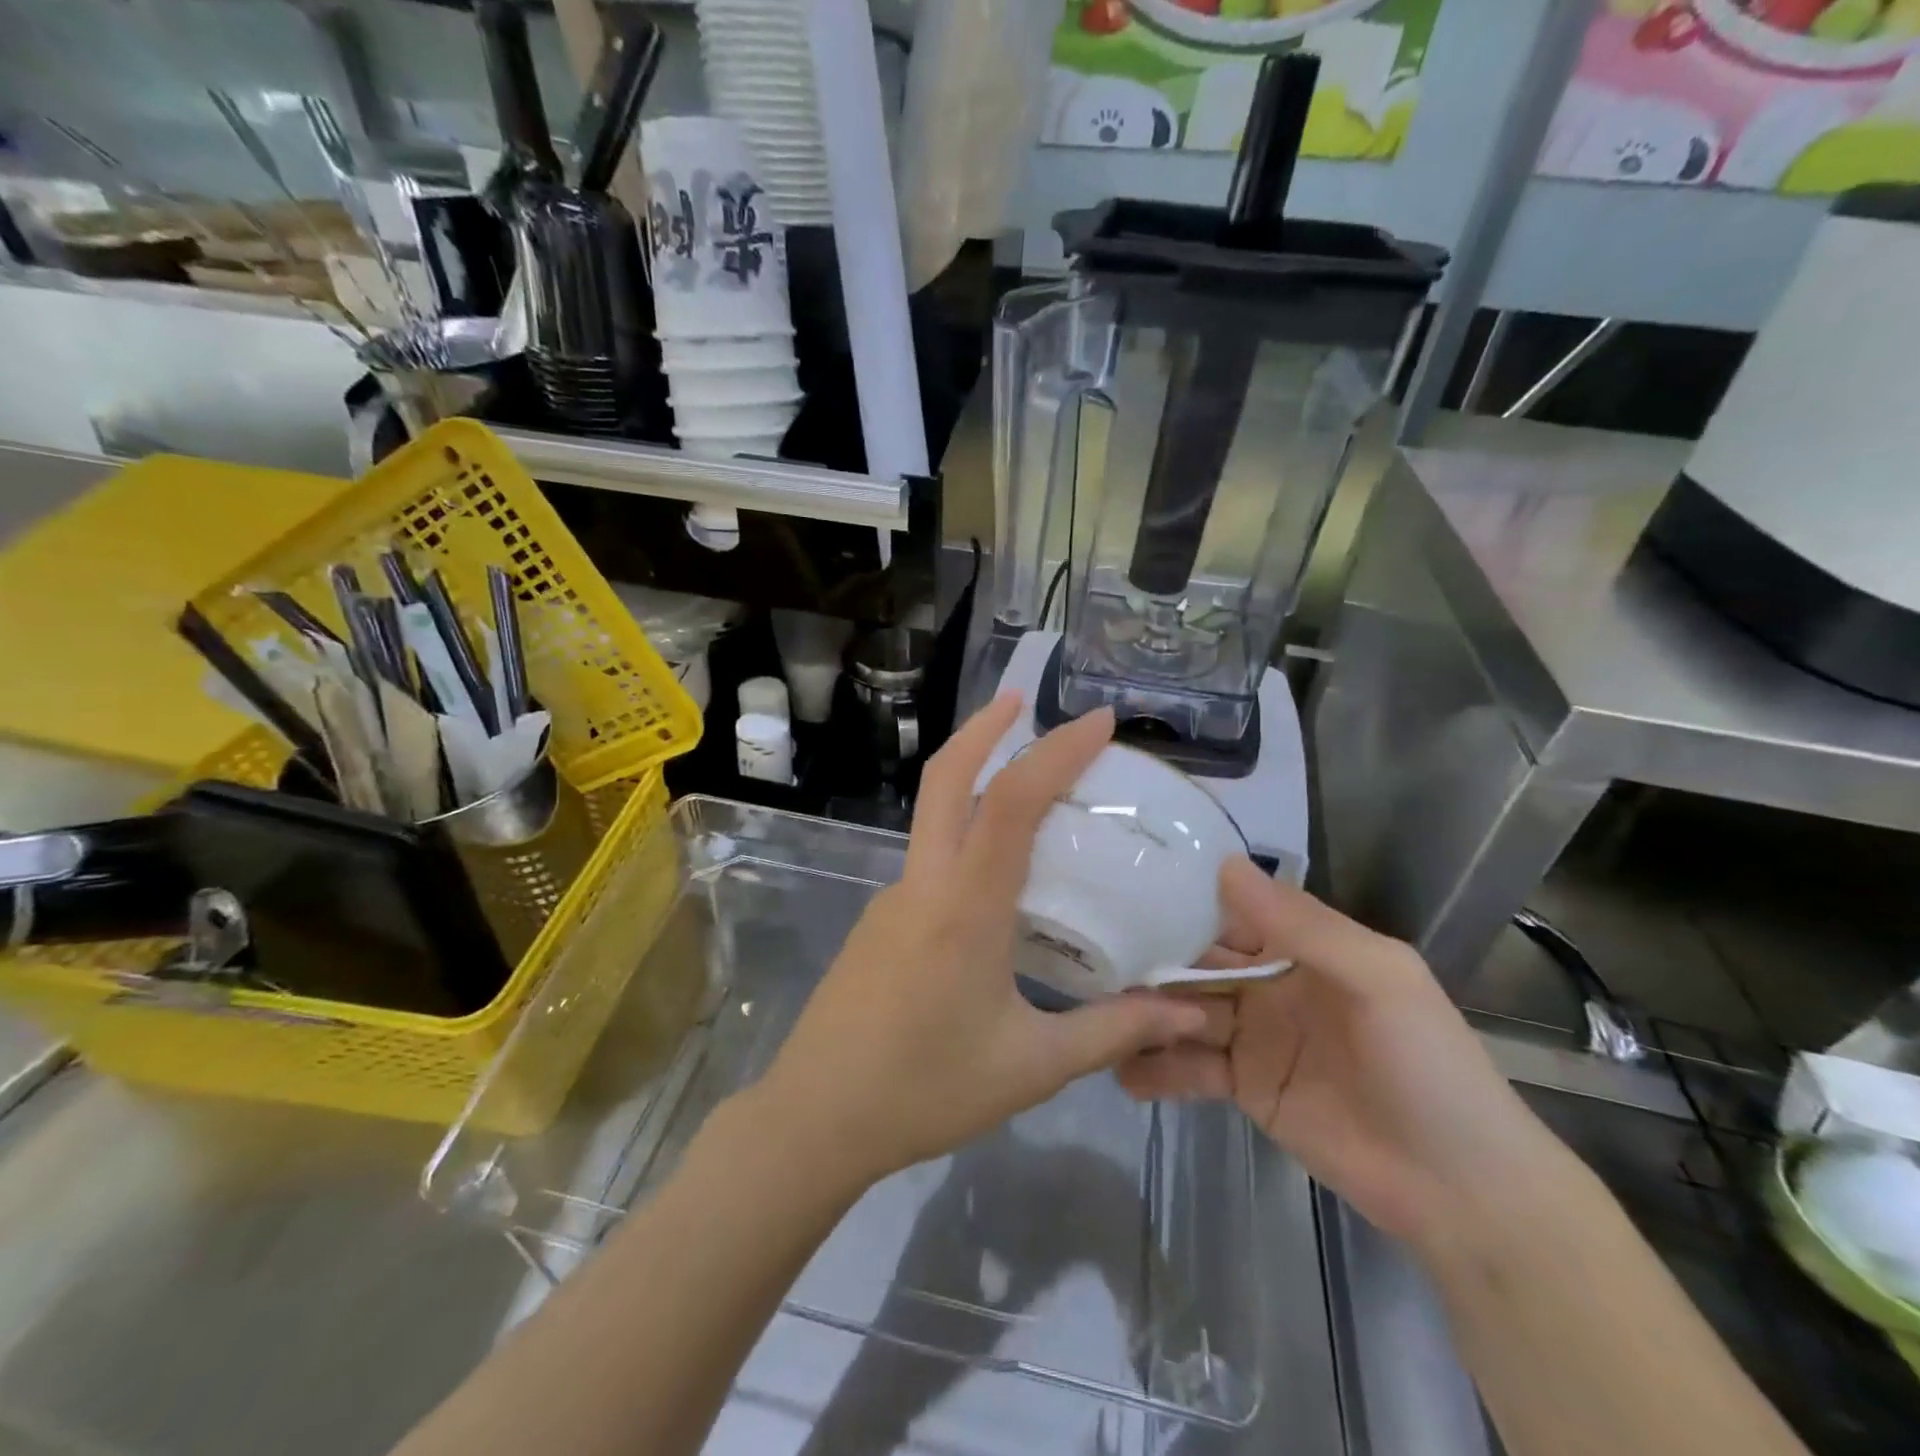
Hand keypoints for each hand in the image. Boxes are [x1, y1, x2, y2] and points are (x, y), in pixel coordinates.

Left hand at [753, 695, 1211, 1192]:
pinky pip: (930, 858)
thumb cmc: (926, 1090)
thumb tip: (1188, 1015)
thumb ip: (1114, 1032)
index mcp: (965, 906)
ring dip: (973, 779)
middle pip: (946, 777)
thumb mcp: (1032, 1065)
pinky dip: (965, 834)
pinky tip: (998, 876)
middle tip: (1024, 700)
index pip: (1011, 801)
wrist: (816, 1117)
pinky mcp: (880, 919)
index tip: (1099, 720)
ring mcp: (893, 897)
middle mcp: (924, 883)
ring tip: (1031, 786)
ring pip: (933, 814)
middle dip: (985, 727)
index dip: (1056, 751)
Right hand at [1118, 861, 1560, 1248]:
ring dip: (1146, 1012)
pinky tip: (1121, 1071)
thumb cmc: (1428, 1067)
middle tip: (1093, 956)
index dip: (1184, 902)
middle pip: (1200, 962)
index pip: (1232, 913)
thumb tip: (1224, 865)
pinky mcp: (1244, 1088)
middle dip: (1153, 959)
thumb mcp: (1378, 979)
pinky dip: (1157, 1069)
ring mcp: (1255, 1037)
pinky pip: (1191, 1069)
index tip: (1127, 889)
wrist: (1463, 1192)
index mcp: (1305, 948)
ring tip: (1098, 1014)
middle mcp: (1272, 983)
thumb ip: (1302, 925)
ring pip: (1187, 1011)